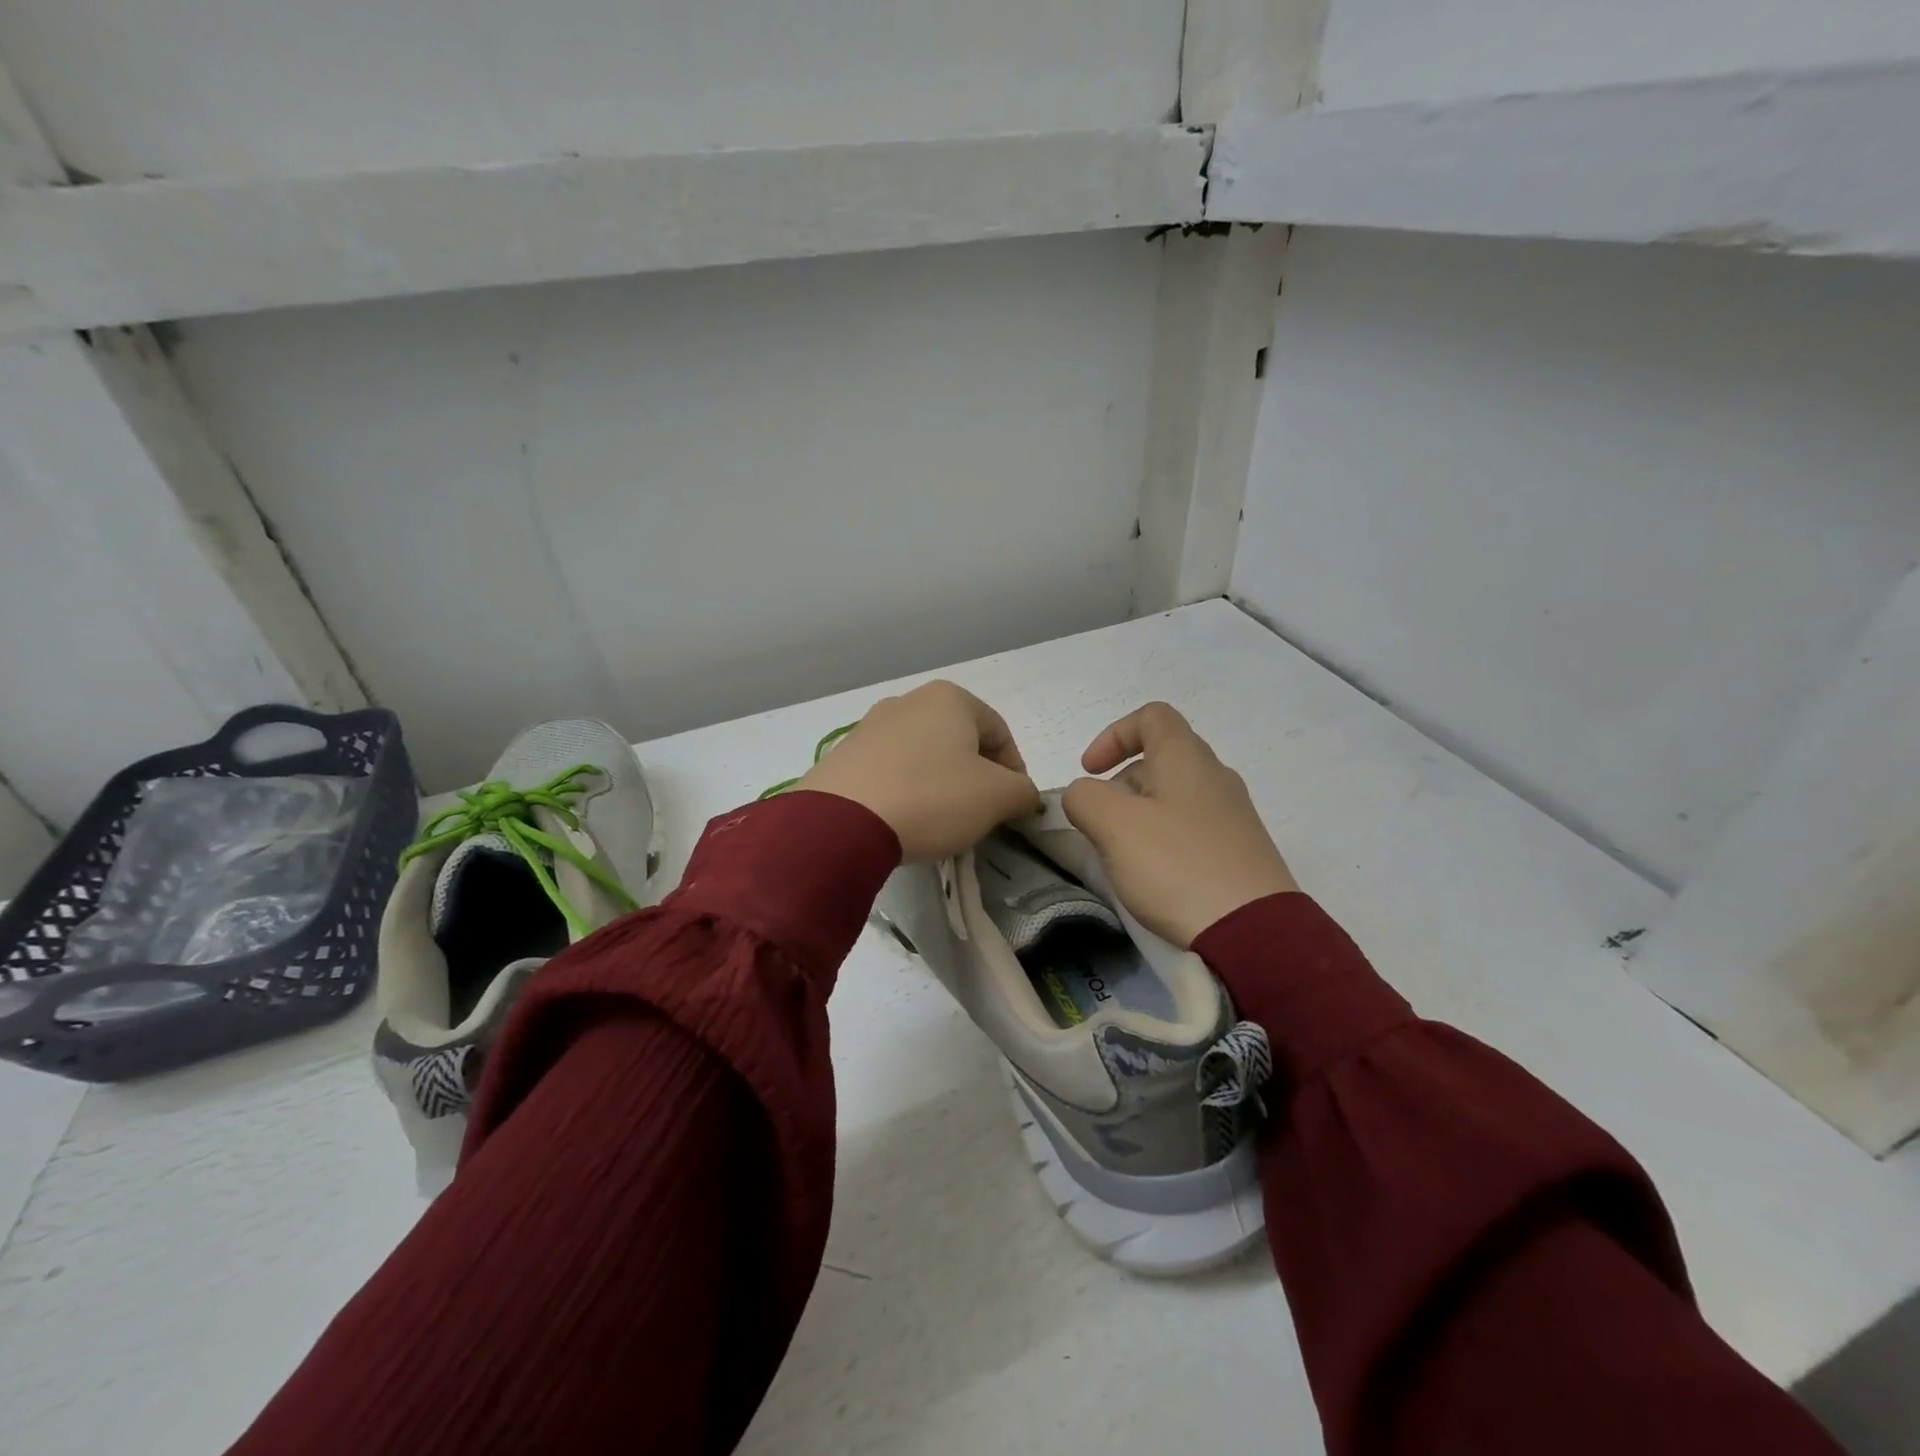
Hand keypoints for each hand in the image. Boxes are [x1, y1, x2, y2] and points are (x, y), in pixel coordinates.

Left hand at [799, 681, 1040, 860]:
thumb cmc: (932, 798)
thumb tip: (1022, 794)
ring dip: (940, 784)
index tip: (1013, 807)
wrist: (841, 822)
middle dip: (975, 777)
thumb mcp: (997, 797)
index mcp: (949, 698)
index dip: (1015, 771)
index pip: (1000, 732)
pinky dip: (906, 791)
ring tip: (940, 821)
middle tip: (979, 814)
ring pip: (923, 755)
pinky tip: (904, 819)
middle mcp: (907, 701)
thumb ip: (1023, 791)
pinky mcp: (844, 755)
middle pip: (959, 741)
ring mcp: (870, 726)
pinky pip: (889, 771)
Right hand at [1063, 702, 1296, 946]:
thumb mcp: (1113, 825)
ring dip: (1139, 815)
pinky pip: (1192, 829)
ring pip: (1174, 797)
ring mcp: (1234, 815)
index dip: (1113, 735)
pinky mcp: (1241, 851)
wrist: (1253, 932)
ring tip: (1123, 854)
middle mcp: (1216, 776)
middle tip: (1101, 822)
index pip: (1151, 716)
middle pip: (1160, 758)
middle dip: (1120, 784)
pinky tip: (1155, 876)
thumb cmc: (1176, 865)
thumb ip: (1084, 798)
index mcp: (1187, 757)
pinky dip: (1164, 839)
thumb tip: (1084, 795)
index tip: (1089, 772)